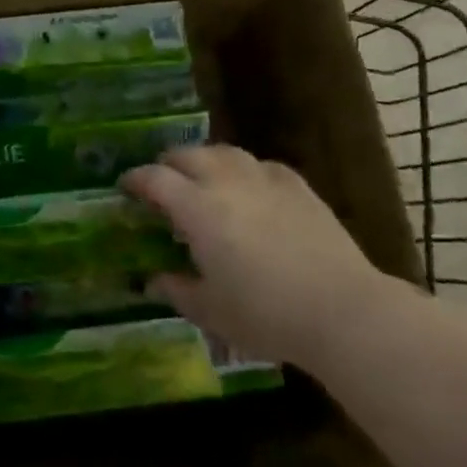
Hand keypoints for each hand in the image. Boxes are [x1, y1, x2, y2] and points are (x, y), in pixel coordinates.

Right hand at [123, 144, 384, 365]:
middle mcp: (225, 182)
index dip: (135, 179)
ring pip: (224, 152)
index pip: (154, 178)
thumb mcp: (211, 311)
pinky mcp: (296, 185)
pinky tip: (249, 189)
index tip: (125, 187)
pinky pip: (260, 165)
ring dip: (204, 161)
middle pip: (187, 155)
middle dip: (167, 164)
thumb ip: (176, 289)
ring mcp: (264, 179)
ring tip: (203, 180)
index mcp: (197, 209)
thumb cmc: (266, 314)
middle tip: (162, 184)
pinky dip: (244, 171)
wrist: (341, 309)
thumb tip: (152, 280)